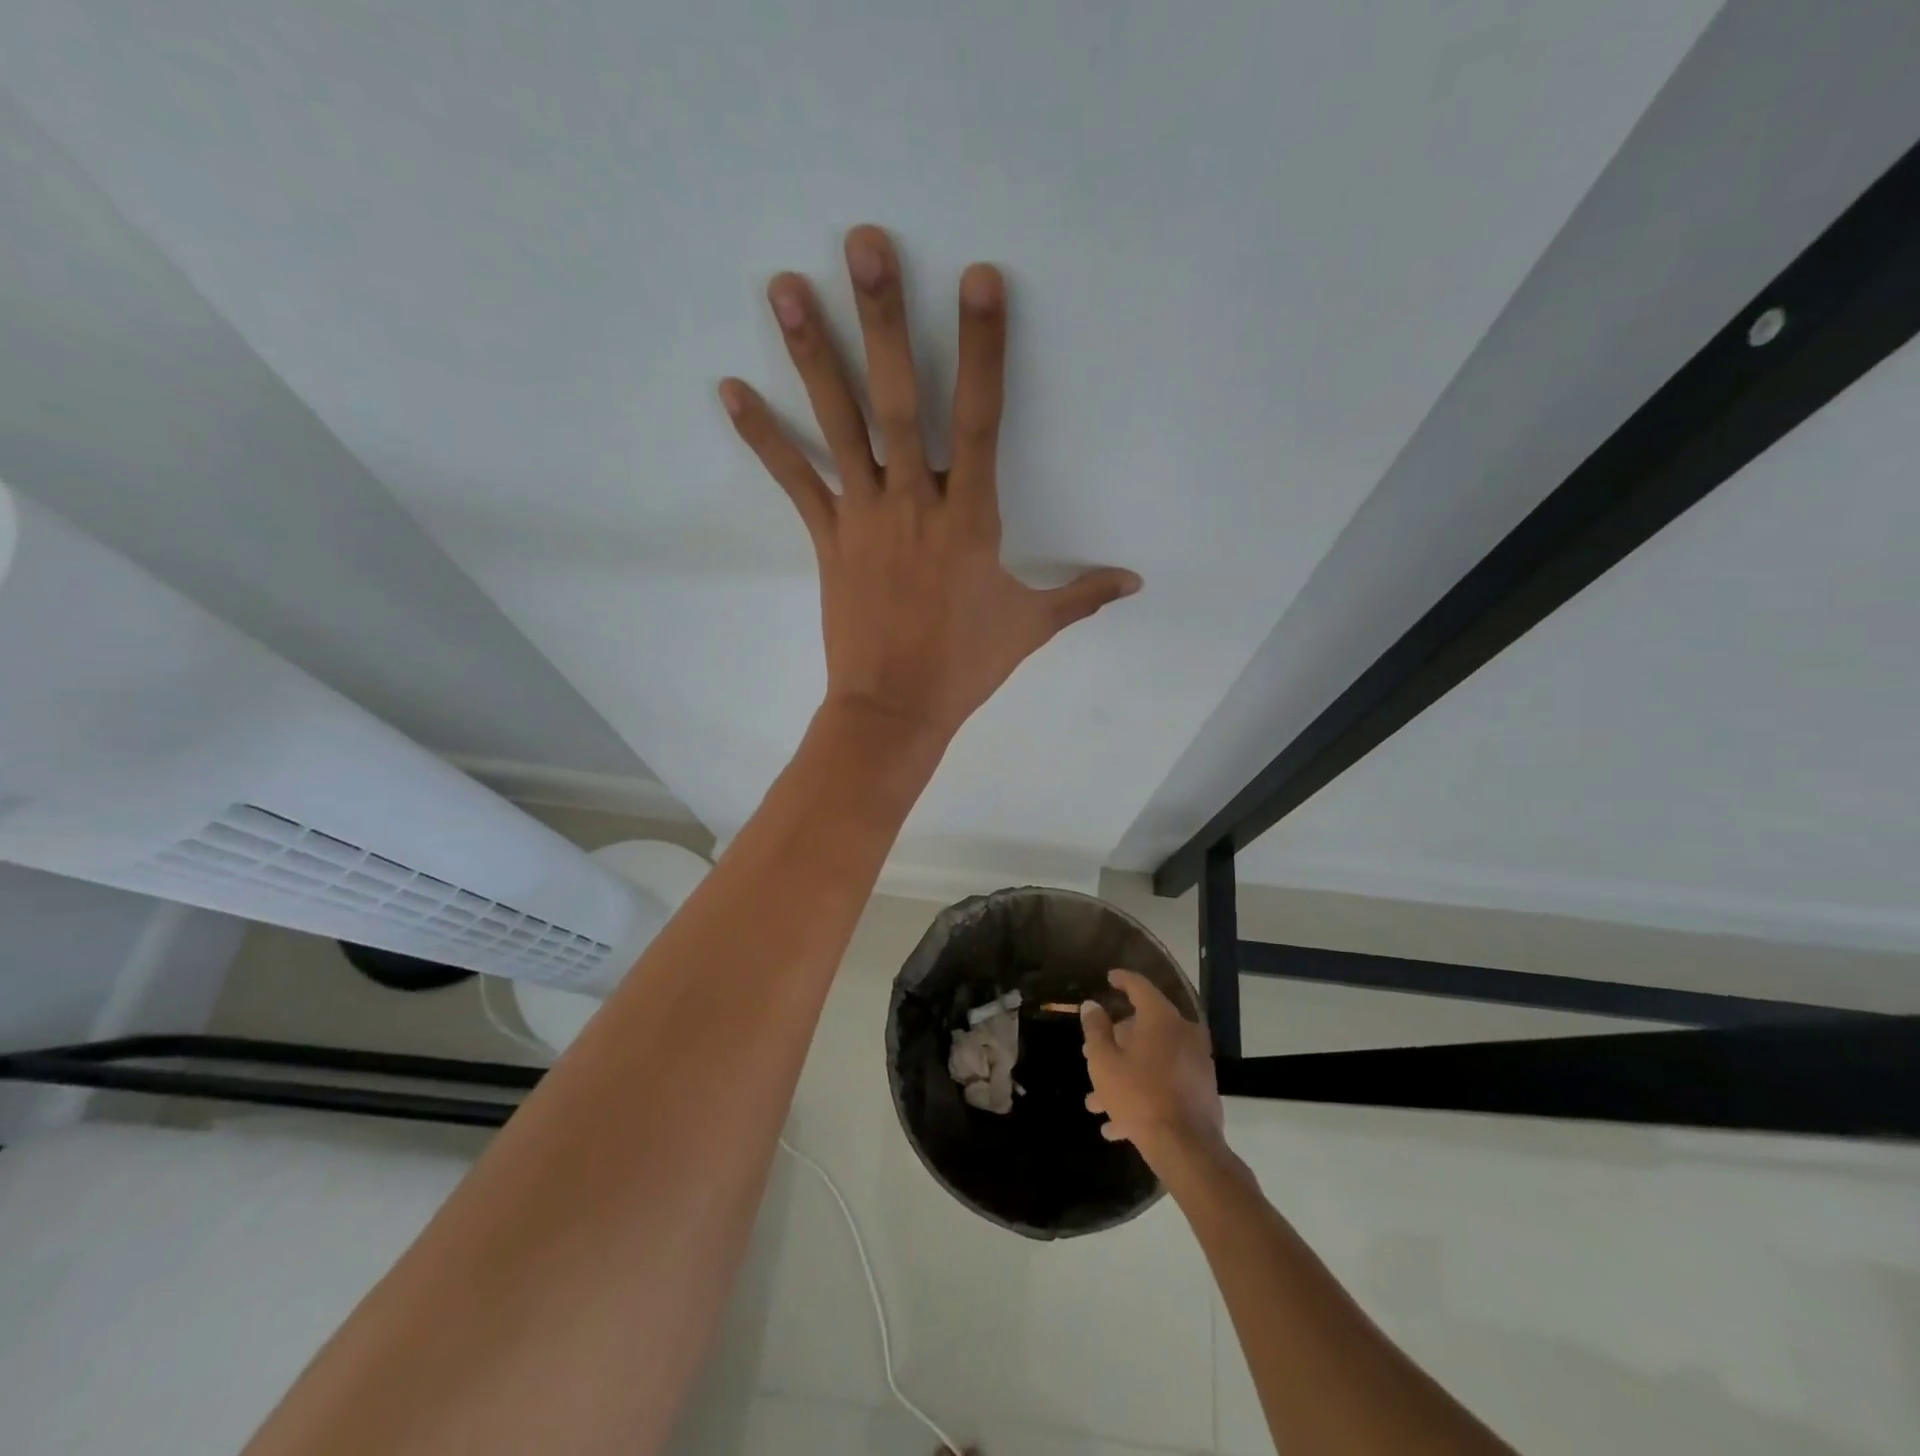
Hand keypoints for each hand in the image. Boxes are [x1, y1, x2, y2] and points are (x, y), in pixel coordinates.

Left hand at [719, 224, 1140, 744]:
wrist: (895, 710)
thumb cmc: (965, 666)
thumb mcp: (1032, 626)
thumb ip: (1083, 596)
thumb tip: (1136, 583)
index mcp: (971, 519)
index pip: (982, 419)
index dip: (983, 348)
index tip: (978, 279)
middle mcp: (915, 504)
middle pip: (900, 402)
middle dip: (883, 320)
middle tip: (863, 243)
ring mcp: (864, 518)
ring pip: (840, 426)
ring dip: (812, 355)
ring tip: (783, 285)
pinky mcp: (828, 539)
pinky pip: (794, 481)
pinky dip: (763, 437)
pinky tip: (730, 389)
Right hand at [1081, 969, 1224, 1169]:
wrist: (1186, 1148)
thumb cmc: (1139, 1096)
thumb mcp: (1105, 1062)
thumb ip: (1095, 1029)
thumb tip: (1092, 1005)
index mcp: (1161, 1018)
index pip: (1139, 987)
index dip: (1122, 980)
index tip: (1109, 978)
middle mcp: (1183, 1033)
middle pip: (1143, 1027)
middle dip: (1114, 1043)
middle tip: (1091, 1054)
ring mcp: (1196, 1062)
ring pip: (1151, 1059)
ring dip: (1124, 1075)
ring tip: (1097, 1102)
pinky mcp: (1201, 1090)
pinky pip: (1165, 1082)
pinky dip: (1142, 1092)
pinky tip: (1117, 1125)